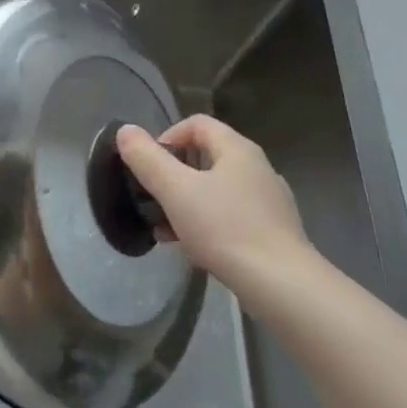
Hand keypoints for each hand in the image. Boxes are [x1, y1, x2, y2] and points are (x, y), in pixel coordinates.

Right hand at [116, 115, 319, 308]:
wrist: (280, 284)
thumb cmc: (224, 228)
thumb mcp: (175, 191)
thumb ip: (147, 159)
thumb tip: (125, 130)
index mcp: (237, 149)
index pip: (196, 123)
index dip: (167, 137)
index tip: (149, 167)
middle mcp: (257, 167)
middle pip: (206, 156)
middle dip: (173, 175)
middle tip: (154, 200)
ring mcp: (269, 200)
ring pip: (217, 189)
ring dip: (187, 202)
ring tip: (167, 229)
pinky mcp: (273, 230)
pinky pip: (231, 215)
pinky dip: (207, 223)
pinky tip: (193, 248)